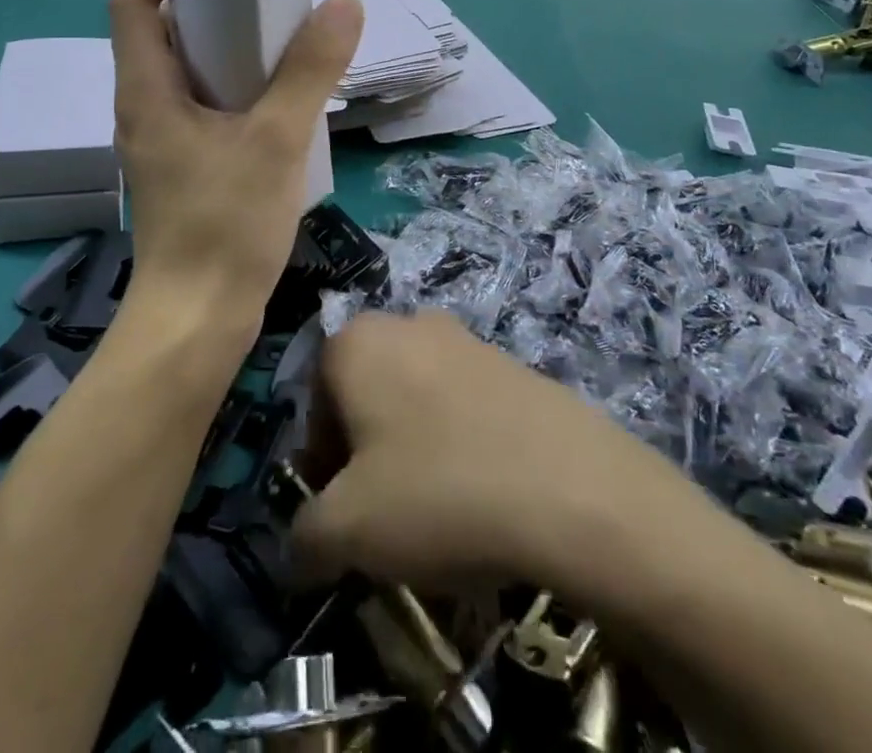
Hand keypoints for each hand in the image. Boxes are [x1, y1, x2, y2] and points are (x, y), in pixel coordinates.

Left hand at [109, 0, 362, 328]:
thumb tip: (343, 1)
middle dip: (208, 0)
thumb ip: (310, 69)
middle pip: (161, 31)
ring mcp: (160, 139)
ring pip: (185, 70)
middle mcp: (143, 106)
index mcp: (147, 90)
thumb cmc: (226, 226)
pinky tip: (277, 93)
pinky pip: (201, 103)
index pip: (132, 2)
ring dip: (225, 44)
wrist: (198, 321)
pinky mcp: (181, 165)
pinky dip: (233, 84)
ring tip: (278, 32)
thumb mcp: (277, 139)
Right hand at [291, 313, 668, 589]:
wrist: (572, 489)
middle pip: (365, 396)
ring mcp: (465, 337)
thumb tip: (299, 548)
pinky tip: (483, 495)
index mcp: (356, 341)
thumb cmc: (439, 494)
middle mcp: (406, 322)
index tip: (343, 513)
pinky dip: (459, 444)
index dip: (321, 464)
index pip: (313, 403)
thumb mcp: (348, 532)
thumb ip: (303, 536)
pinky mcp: (511, 362)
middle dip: (365, 454)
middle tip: (387, 514)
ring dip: (412, 450)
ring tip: (439, 511)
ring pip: (415, 399)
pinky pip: (463, 405)